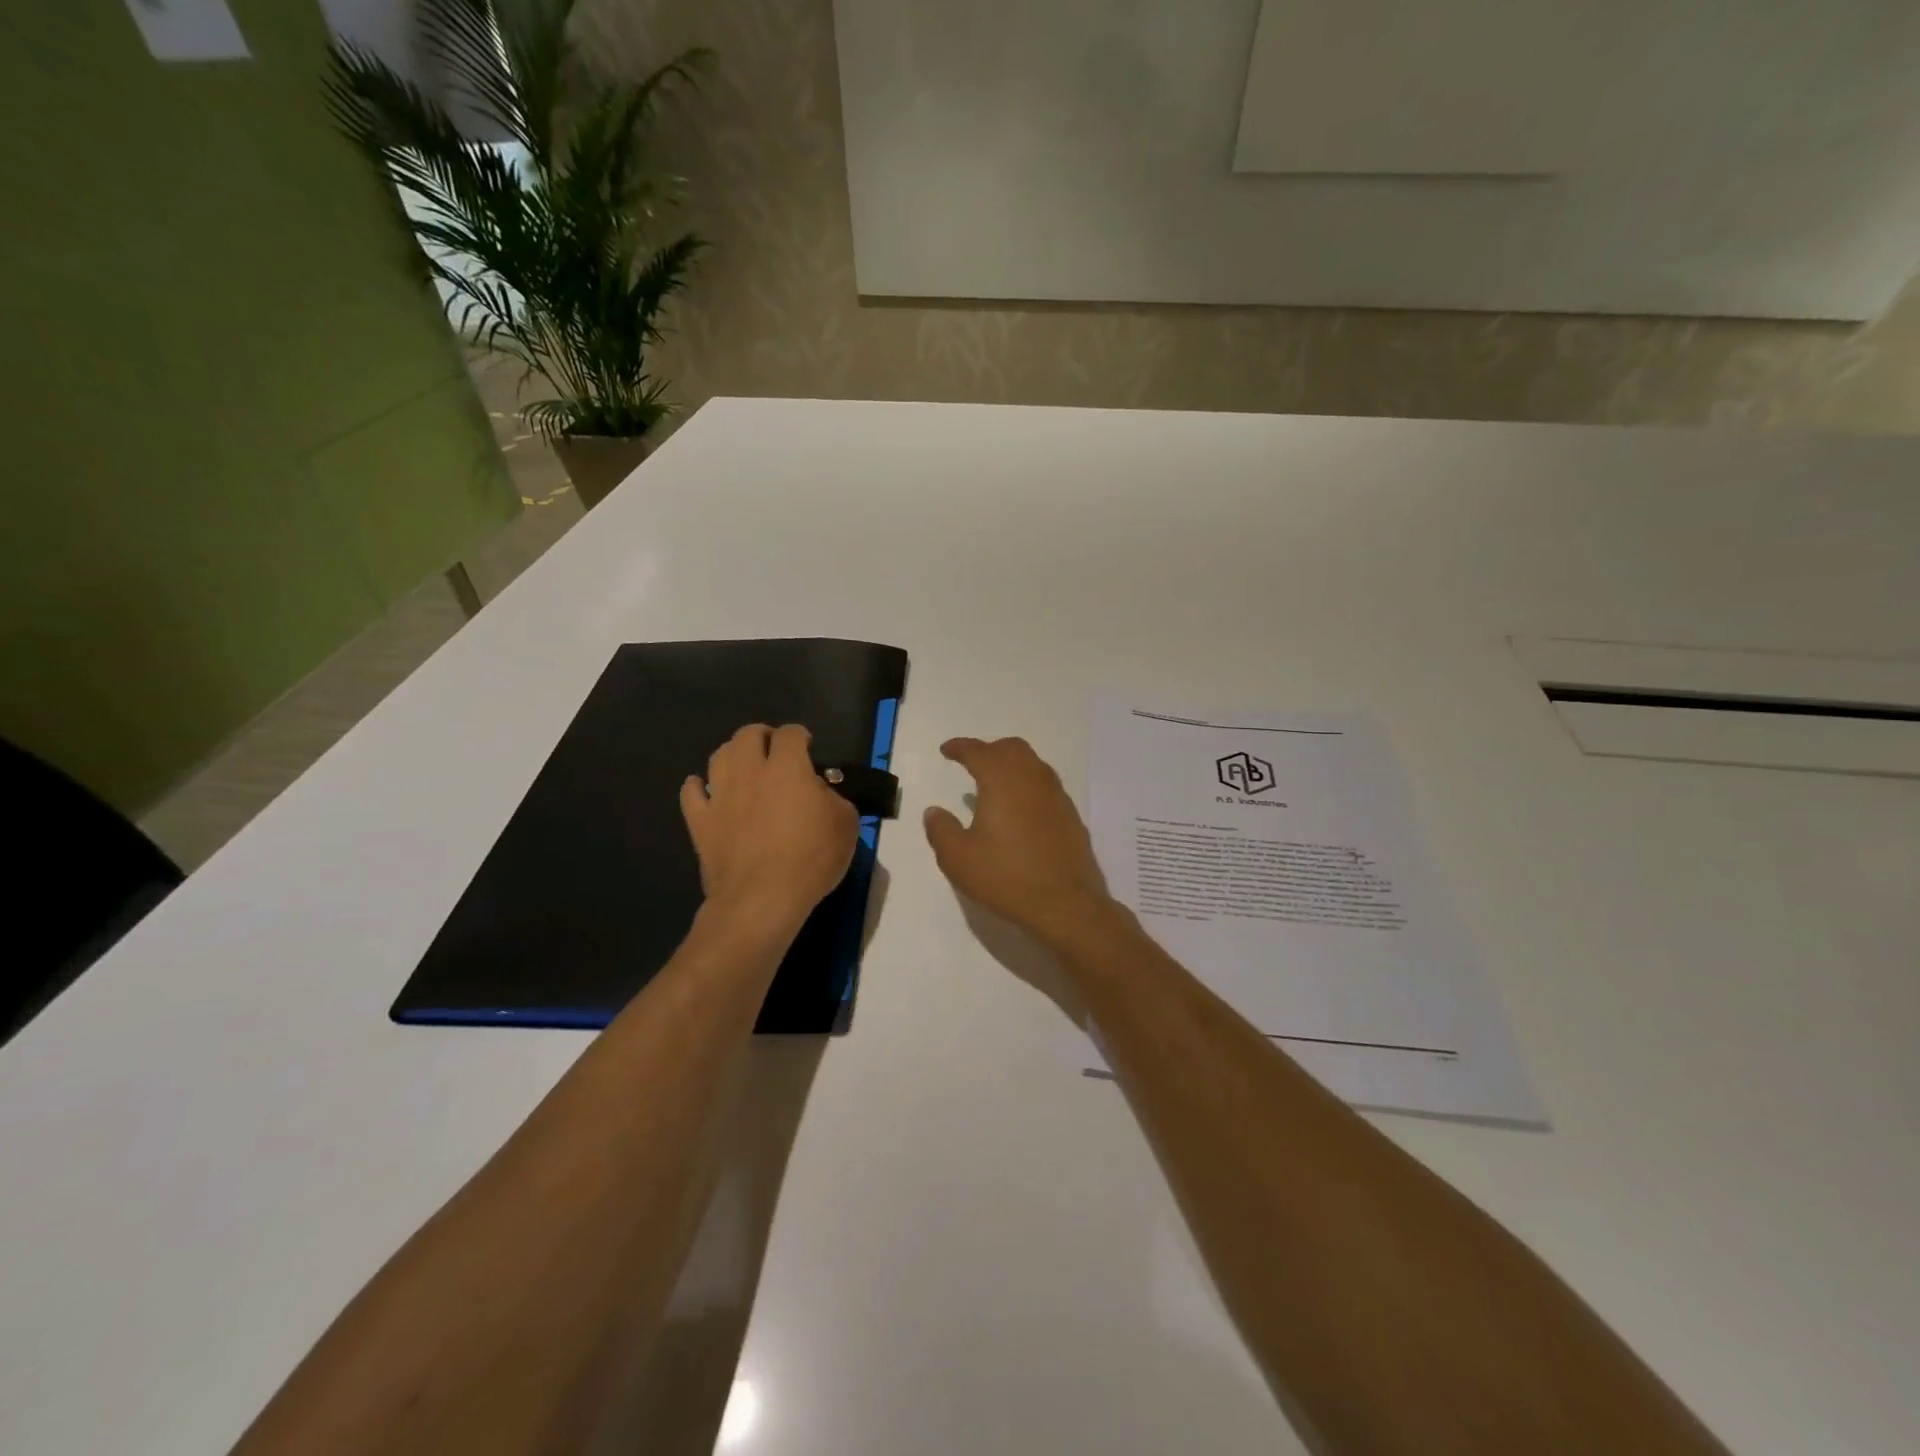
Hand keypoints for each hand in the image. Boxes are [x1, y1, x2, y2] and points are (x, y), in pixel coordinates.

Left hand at [681, 724, 859, 929]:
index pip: (790, 734)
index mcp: (787, 767)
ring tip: (744, 766)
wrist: (762, 899)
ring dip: (732, 754)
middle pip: (748, 735)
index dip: (799, 735)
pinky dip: (697, 786)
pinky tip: (704, 789)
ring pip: (718, 756)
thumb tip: (818, 791)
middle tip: (774, 750)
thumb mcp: (845, 824)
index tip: (807, 746)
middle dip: (763, 736)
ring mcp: (720, 795)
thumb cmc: (810, 859)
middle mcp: (749, 771)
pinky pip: (691, 793)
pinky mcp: (700, 822)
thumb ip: (833, 797)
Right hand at [923, 737, 1120, 944]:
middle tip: (972, 763)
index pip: (978, 751)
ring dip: (1012, 765)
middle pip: (1011, 749)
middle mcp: (1032, 779)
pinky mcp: (1070, 816)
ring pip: (1033, 764)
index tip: (946, 750)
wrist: (1066, 904)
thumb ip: (941, 830)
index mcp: (1002, 781)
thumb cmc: (1006, 877)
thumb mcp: (958, 859)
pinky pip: (1046, 786)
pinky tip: (1020, 809)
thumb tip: (934, 811)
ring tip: (995, 784)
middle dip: (989, 750)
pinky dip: (1028, 785)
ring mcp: (1056, 796)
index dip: (960, 747)